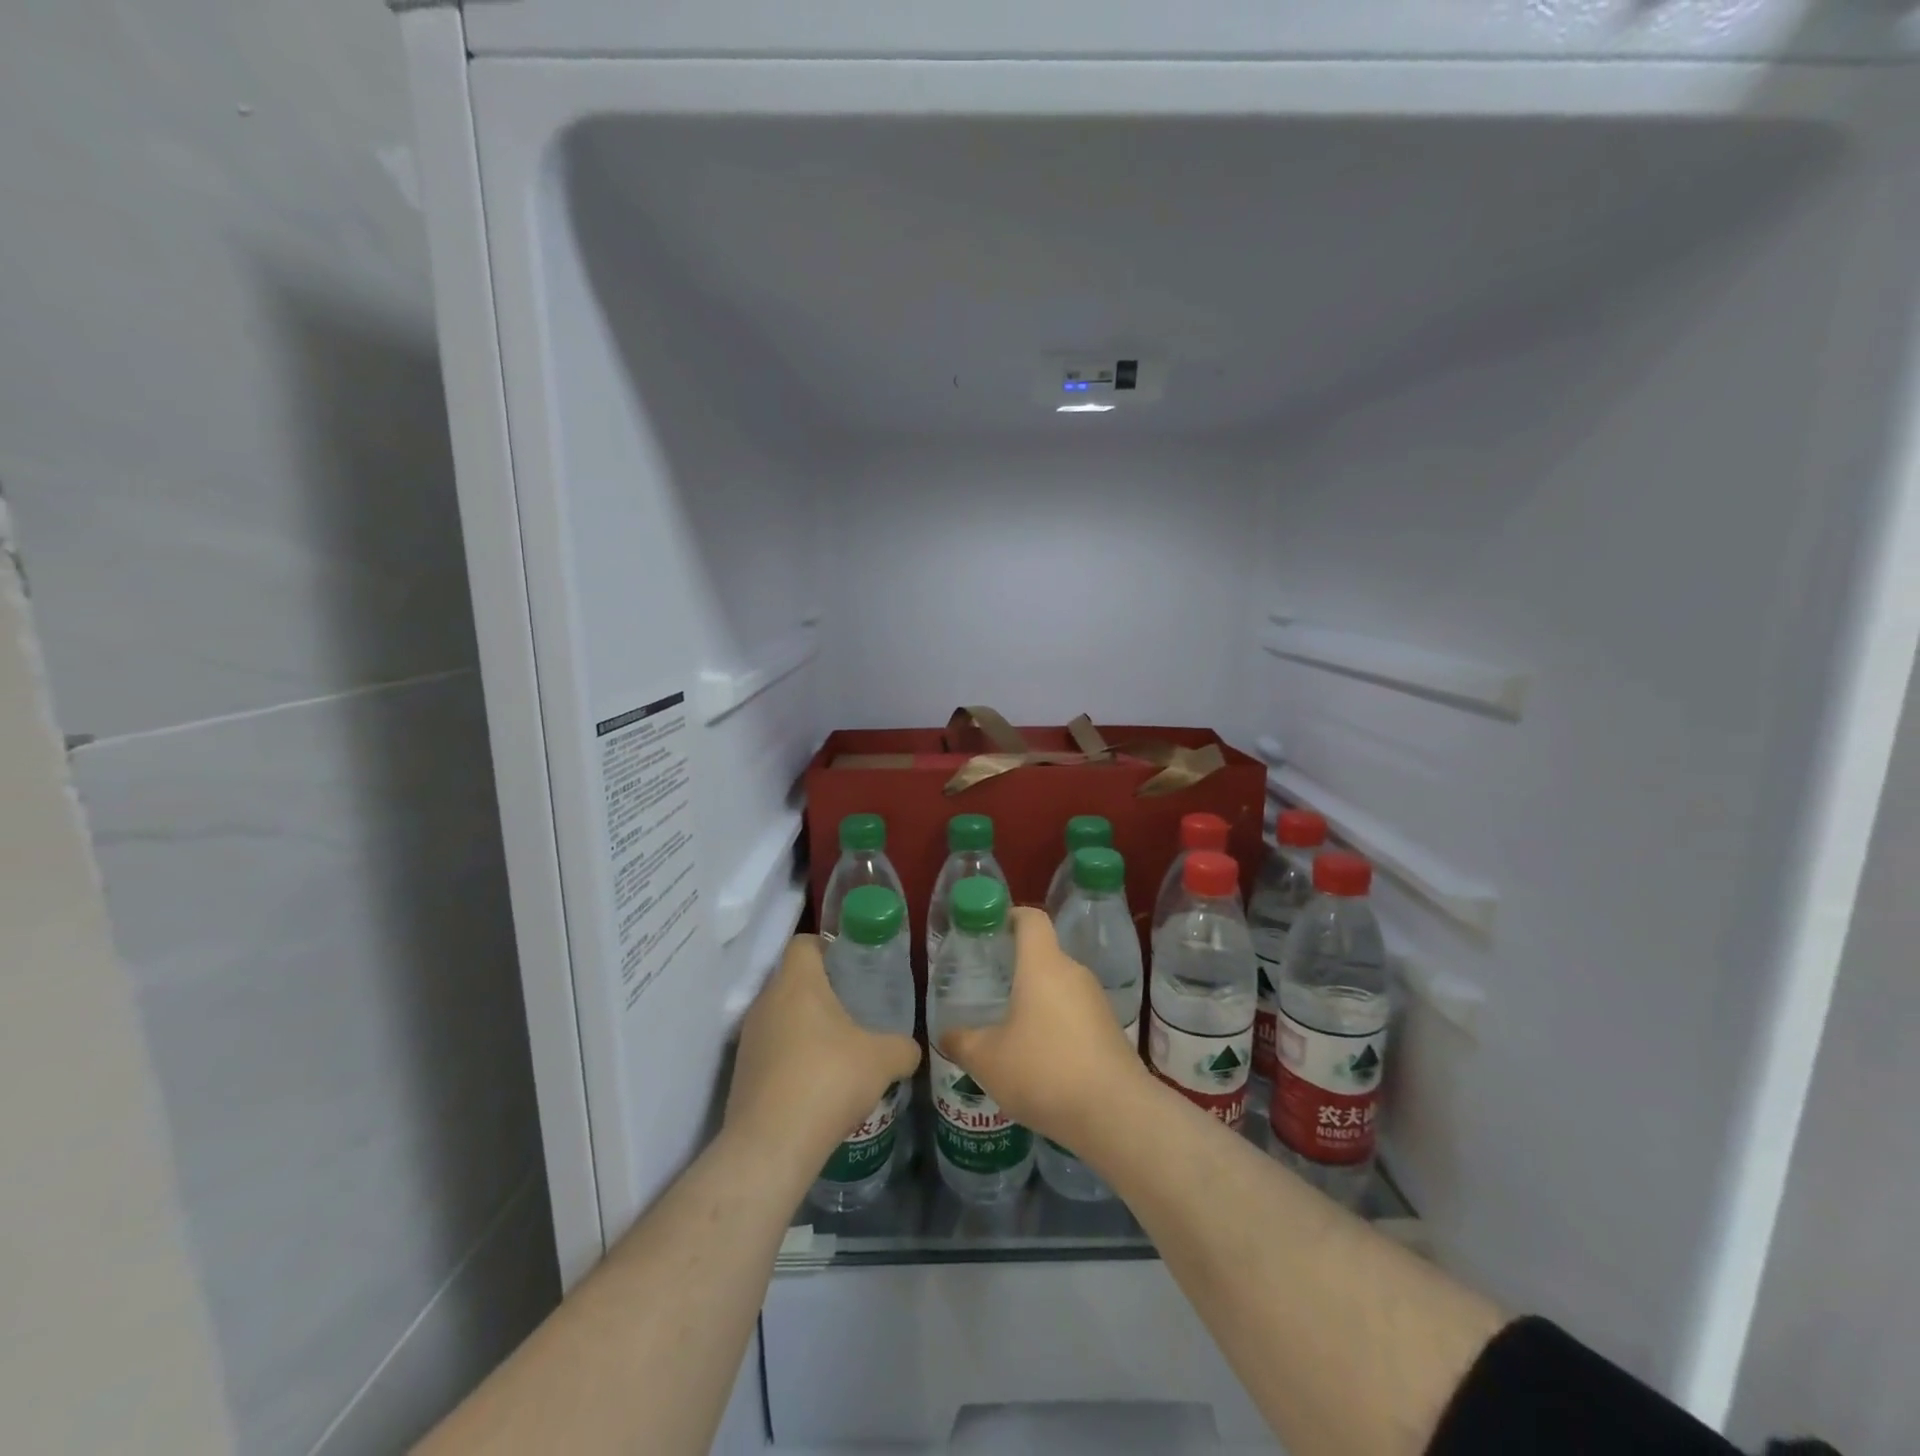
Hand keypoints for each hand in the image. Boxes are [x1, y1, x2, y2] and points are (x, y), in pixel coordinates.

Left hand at [724, 935, 920, 1184]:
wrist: (771, 1145)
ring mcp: (749, 1038)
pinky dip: (792, 1058)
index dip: (827, 947)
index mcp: (797, 982)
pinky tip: (817, 1084)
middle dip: (821, 991)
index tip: (850, 966)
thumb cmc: (829, 1080)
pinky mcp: (741, 1073)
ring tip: (838, 1050)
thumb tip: (910, 1050)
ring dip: (806, 1027)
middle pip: (792, 980)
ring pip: (781, 1016)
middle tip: (853, 1008)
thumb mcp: (883, 1060)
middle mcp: (766, 1002)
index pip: (804, 943)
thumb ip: (902, 1047)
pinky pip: (771, 1050)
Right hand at [939, 907, 1152, 1149]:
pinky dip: (1055, 1025)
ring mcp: (1096, 1001)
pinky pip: (1075, 1014)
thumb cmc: (1044, 1070)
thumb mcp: (988, 1060)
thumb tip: (946, 1035)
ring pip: (1059, 987)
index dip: (1011, 916)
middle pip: (1044, 955)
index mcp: (1043, 965)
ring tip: (1009, 1028)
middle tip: (988, 988)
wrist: (1115, 1114)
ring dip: (1036, 1001)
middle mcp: (1073, 973)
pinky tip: (1039, 1058)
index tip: (990, 930)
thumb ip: (962, 1042)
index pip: (1031, 918)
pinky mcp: (1110, 1030)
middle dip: (1016, 968)